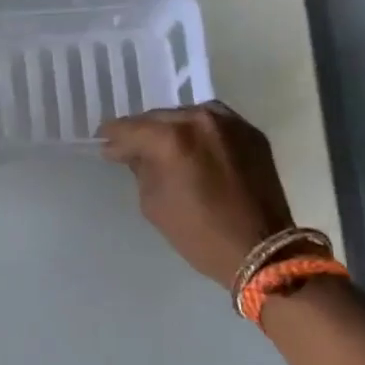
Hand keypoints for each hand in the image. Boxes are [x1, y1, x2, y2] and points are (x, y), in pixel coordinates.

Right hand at [101, 103, 293, 285]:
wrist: (260, 249)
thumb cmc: (198, 233)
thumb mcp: (154, 204)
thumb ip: (141, 170)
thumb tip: (133, 154)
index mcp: (172, 138)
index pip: (131, 128)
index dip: (113, 137)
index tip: (103, 144)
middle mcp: (201, 120)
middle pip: (159, 117)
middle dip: (142, 131)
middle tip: (128, 146)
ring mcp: (230, 123)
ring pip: (187, 115)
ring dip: (171, 128)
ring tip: (161, 145)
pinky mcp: (251, 133)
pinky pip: (214, 123)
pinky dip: (197, 132)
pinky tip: (191, 147)